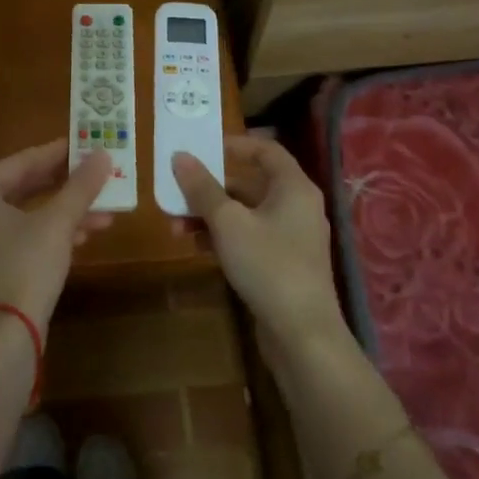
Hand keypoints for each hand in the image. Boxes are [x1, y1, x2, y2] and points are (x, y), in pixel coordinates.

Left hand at [0, 139, 114, 335]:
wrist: (4, 336)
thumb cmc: (25, 266)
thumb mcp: (57, 223)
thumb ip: (80, 186)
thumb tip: (103, 155)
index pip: (19, 163)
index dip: (55, 154)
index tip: (82, 145)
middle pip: (20, 190)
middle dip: (63, 187)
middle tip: (93, 175)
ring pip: (23, 217)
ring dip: (62, 213)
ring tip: (102, 212)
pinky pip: (17, 239)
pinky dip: (47, 234)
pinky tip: (82, 236)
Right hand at [172, 136, 346, 351]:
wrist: (302, 334)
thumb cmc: (268, 265)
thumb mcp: (228, 222)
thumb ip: (202, 188)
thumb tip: (179, 156)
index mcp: (294, 187)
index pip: (266, 150)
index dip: (235, 144)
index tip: (202, 149)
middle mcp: (297, 207)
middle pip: (250, 183)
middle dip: (210, 188)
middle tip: (177, 191)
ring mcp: (291, 238)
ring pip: (246, 213)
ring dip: (211, 215)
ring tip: (176, 225)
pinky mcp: (283, 264)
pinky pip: (250, 237)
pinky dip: (224, 237)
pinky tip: (196, 247)